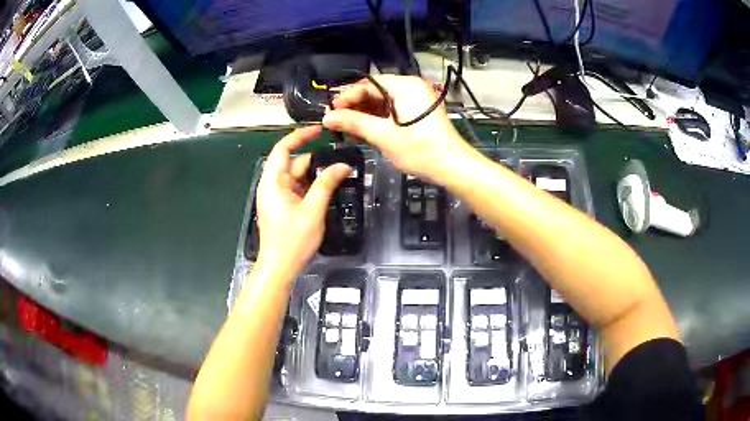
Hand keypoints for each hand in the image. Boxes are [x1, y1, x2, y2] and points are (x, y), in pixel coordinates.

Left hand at [255, 126, 351, 277]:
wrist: (280, 268)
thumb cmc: (293, 240)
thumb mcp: (312, 210)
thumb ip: (326, 184)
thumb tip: (342, 165)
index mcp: (273, 182)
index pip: (283, 149)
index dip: (299, 136)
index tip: (319, 130)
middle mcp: (272, 185)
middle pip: (293, 163)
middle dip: (316, 159)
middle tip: (340, 157)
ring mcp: (277, 197)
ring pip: (298, 177)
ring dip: (316, 175)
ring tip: (340, 173)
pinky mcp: (283, 207)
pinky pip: (298, 189)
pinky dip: (312, 187)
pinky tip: (329, 188)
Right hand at [323, 75, 472, 182]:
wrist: (452, 166)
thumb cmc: (419, 149)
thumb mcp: (383, 135)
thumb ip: (354, 123)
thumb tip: (327, 117)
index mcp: (405, 85)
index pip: (368, 84)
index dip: (347, 97)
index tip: (331, 113)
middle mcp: (411, 87)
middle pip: (375, 91)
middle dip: (355, 107)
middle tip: (336, 123)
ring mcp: (417, 99)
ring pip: (383, 102)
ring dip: (365, 114)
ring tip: (347, 130)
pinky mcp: (419, 112)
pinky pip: (393, 110)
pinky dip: (378, 119)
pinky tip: (365, 132)